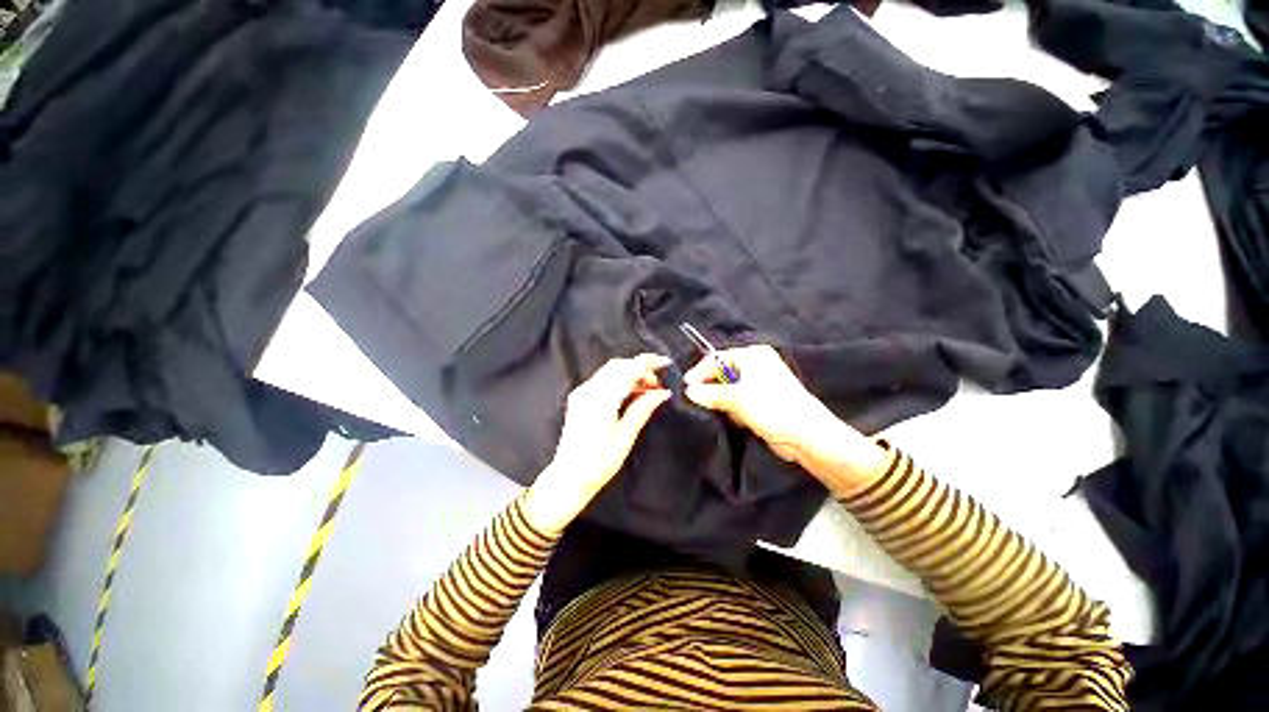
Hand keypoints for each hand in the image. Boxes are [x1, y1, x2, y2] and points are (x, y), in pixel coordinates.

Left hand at [522, 354, 671, 534]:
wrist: (569, 478)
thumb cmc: (598, 463)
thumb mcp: (626, 436)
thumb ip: (643, 408)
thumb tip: (662, 393)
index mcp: (601, 399)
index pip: (628, 369)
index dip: (648, 363)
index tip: (665, 362)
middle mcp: (588, 391)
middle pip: (618, 365)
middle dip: (640, 368)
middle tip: (658, 382)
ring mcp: (582, 393)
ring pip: (610, 371)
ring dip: (630, 373)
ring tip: (648, 390)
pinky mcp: (580, 398)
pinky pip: (603, 380)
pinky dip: (620, 380)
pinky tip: (631, 393)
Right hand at [683, 345, 886, 493]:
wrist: (805, 436)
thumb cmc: (772, 408)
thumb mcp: (736, 398)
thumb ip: (709, 393)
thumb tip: (688, 391)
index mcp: (753, 355)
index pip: (717, 358)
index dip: (700, 372)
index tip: (686, 387)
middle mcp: (756, 365)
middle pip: (722, 373)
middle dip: (711, 388)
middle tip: (697, 401)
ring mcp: (760, 383)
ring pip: (729, 389)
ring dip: (722, 401)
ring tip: (718, 411)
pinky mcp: (762, 401)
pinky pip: (738, 401)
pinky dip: (732, 409)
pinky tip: (733, 418)